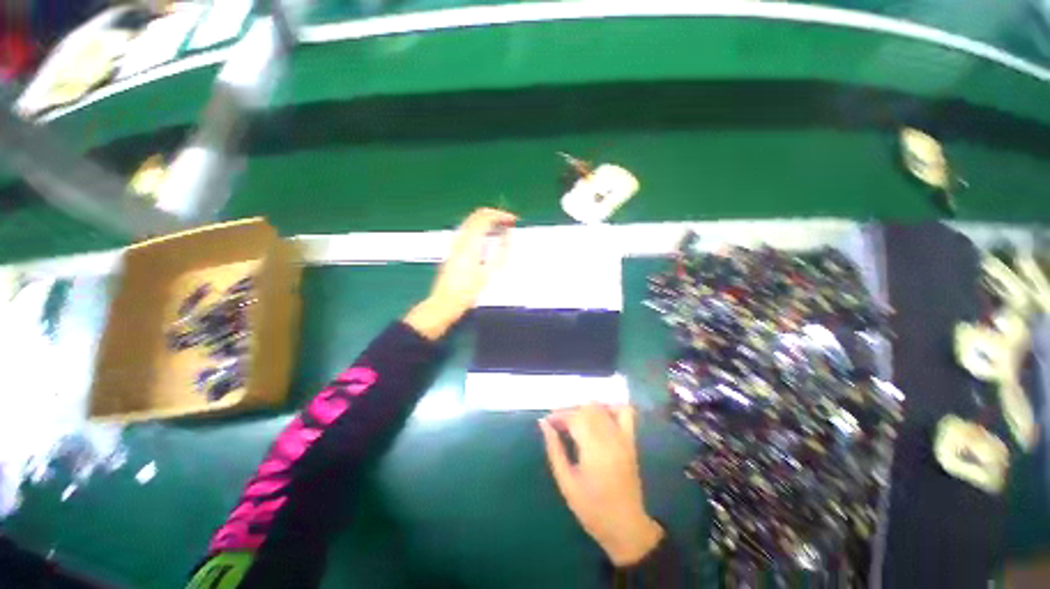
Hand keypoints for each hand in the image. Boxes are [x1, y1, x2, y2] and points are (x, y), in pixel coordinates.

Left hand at [404, 208, 516, 339]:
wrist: (444, 303)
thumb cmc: (468, 291)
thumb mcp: (488, 273)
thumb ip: (500, 252)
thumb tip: (508, 236)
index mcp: (470, 243)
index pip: (485, 217)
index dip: (501, 215)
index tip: (513, 220)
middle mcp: (460, 238)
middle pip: (477, 215)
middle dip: (495, 215)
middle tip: (509, 222)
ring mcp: (455, 243)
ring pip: (471, 221)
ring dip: (488, 221)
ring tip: (502, 229)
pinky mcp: (453, 250)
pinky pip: (468, 230)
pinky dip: (480, 228)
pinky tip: (488, 239)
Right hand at [539, 404, 663, 565]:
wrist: (626, 527)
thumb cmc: (592, 509)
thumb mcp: (566, 482)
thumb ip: (554, 450)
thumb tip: (543, 424)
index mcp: (594, 449)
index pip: (575, 418)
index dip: (559, 416)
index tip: (548, 422)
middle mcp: (611, 437)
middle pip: (587, 409)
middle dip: (569, 411)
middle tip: (557, 424)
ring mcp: (624, 437)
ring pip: (602, 408)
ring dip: (585, 409)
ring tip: (574, 421)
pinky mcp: (631, 440)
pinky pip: (625, 412)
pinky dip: (610, 408)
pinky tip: (598, 416)